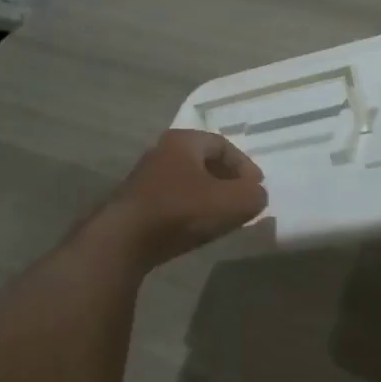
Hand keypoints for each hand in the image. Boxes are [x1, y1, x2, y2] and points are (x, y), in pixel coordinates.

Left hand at [96, 129, 267, 268]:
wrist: (123, 240)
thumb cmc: (181, 211)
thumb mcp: (232, 203)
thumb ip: (253, 196)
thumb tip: (257, 195)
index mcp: (183, 141)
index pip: (222, 144)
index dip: (245, 165)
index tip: (257, 187)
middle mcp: (161, 152)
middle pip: (203, 161)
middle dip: (227, 179)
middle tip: (242, 199)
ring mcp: (144, 178)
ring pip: (187, 181)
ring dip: (208, 195)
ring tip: (223, 216)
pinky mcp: (135, 203)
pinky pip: (172, 200)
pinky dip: (190, 209)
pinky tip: (196, 228)